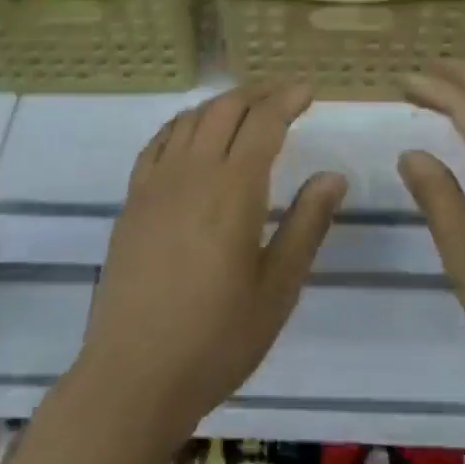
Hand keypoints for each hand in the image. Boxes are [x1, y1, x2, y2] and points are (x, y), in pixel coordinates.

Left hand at [75, 84, 347, 444]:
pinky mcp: (132, 200)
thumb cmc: (217, 339)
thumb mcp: (277, 289)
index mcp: (233, 190)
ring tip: (245, 106)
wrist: (134, 375)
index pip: (263, 122)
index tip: (308, 89)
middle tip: (283, 92)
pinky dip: (183, 123)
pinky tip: (192, 132)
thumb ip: (306, 225)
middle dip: (257, 92)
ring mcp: (155, 183)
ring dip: (221, 102)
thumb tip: (331, 175)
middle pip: (225, 109)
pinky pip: (158, 142)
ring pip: (190, 119)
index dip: (287, 99)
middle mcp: (192, 172)